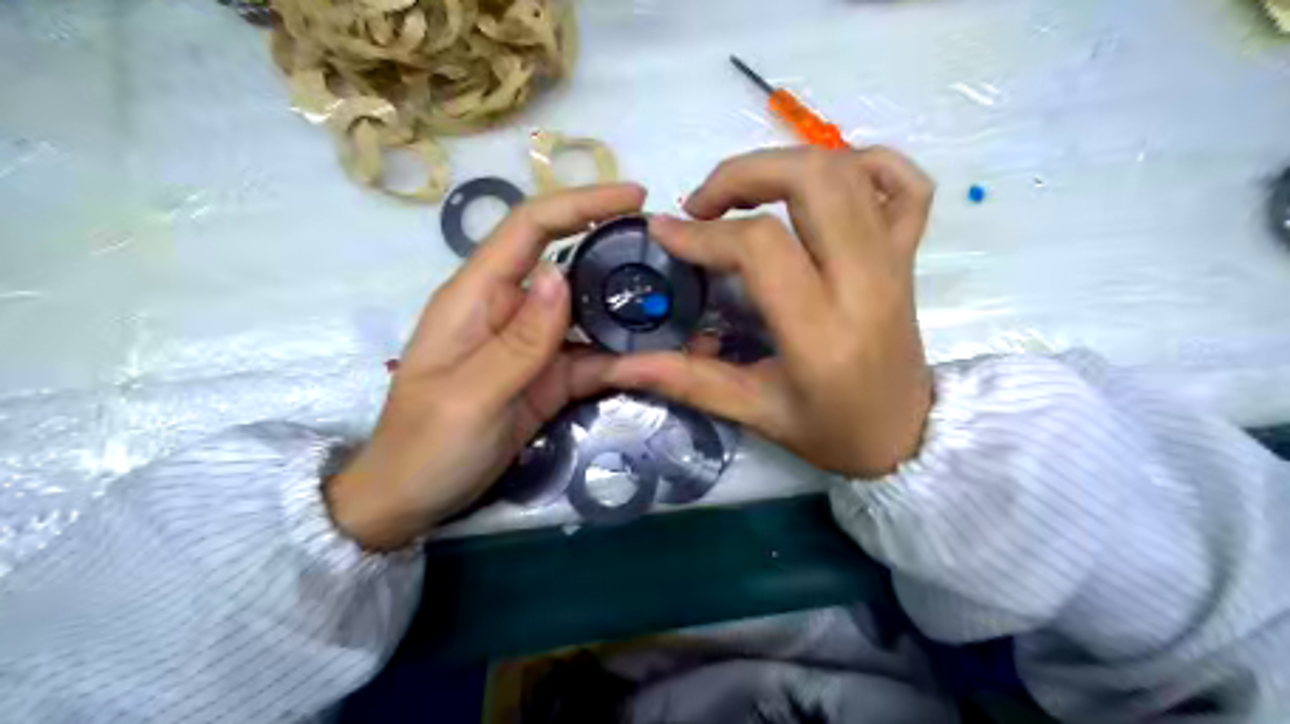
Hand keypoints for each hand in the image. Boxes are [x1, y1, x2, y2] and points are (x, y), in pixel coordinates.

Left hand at [328, 183, 639, 546]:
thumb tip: (562, 272)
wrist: (412, 500)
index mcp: (477, 296)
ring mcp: (531, 347)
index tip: (635, 197)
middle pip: (569, 266)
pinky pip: (591, 359)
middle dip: (618, 257)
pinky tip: (656, 362)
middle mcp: (508, 310)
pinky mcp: (547, 379)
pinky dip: (621, 360)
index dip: (580, 204)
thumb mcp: (471, 395)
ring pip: (588, 315)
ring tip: (680, 313)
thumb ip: (519, 339)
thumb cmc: (425, 445)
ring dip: (629, 315)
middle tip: (675, 261)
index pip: (530, 228)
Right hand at [601, 148, 934, 477]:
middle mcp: (865, 282)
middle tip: (705, 204)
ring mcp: (894, 261)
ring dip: (786, 164)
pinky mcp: (909, 254)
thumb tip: (621, 366)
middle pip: (812, 179)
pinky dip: (865, 163)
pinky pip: (906, 183)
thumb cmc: (832, 431)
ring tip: (747, 194)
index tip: (665, 231)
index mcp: (821, 330)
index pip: (761, 246)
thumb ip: (688, 382)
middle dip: (745, 173)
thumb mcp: (755, 413)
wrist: (908, 438)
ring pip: (849, 169)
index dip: (704, 232)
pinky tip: (825, 184)